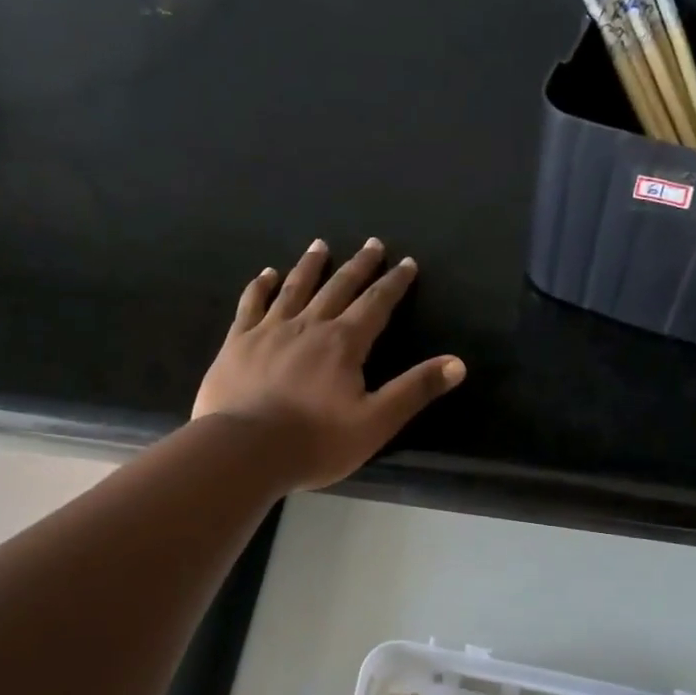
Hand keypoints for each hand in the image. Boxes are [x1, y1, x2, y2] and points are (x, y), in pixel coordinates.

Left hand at [193, 238, 465, 491]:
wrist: (244, 450)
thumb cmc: (315, 441)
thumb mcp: (376, 422)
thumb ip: (415, 390)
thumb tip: (457, 363)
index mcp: (344, 343)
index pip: (376, 304)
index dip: (394, 284)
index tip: (406, 263)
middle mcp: (308, 326)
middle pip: (338, 287)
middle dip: (359, 266)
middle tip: (372, 244)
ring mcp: (269, 331)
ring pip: (294, 288)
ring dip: (311, 266)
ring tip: (320, 245)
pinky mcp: (237, 343)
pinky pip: (251, 305)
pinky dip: (260, 287)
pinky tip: (265, 274)